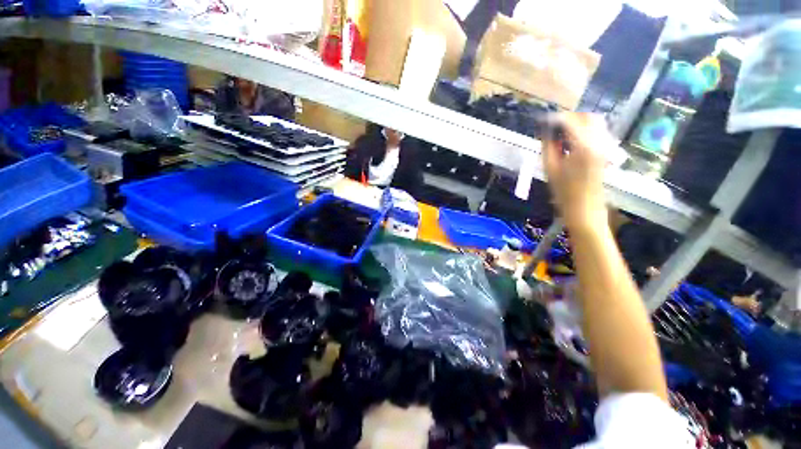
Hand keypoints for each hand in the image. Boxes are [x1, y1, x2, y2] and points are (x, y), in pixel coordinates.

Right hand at [543, 113, 611, 229]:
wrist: (585, 207)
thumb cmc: (563, 191)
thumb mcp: (550, 168)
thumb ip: (548, 145)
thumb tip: (545, 129)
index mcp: (583, 145)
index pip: (570, 120)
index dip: (555, 118)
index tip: (543, 121)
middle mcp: (598, 141)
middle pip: (586, 116)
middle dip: (569, 117)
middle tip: (553, 127)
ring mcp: (605, 145)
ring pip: (594, 122)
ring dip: (577, 123)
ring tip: (561, 134)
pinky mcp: (606, 150)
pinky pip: (597, 131)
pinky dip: (584, 130)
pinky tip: (571, 141)